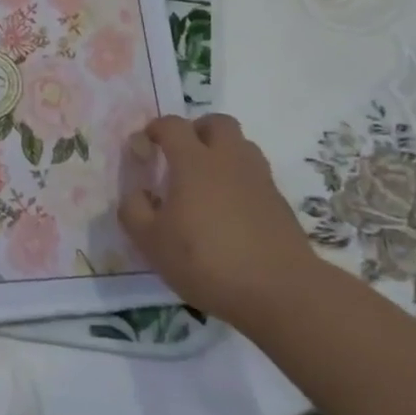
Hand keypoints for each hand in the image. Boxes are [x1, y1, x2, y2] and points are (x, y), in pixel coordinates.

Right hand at [118, 114, 316, 319]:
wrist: (280, 291)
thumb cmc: (207, 260)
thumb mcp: (152, 242)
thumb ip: (135, 211)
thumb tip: (135, 193)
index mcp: (194, 161)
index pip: (173, 125)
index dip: (156, 128)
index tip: (146, 145)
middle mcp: (228, 159)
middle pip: (217, 123)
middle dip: (197, 130)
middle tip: (182, 156)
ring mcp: (259, 179)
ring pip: (242, 146)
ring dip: (223, 153)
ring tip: (207, 183)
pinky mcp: (279, 203)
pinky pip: (256, 176)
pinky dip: (240, 182)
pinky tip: (230, 212)